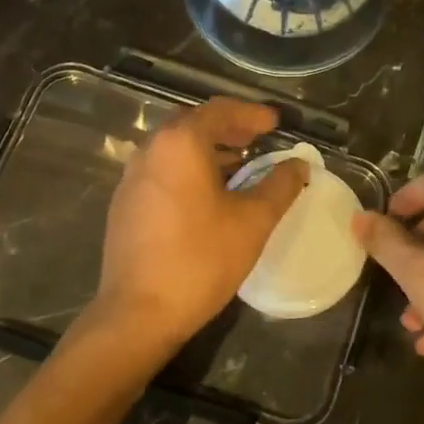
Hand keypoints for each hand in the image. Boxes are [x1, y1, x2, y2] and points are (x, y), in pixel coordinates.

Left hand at [88, 98, 308, 367]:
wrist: (138, 313)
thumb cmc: (201, 259)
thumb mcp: (253, 221)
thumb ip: (281, 185)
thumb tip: (299, 164)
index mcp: (180, 143)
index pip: (220, 111)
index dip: (252, 114)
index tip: (276, 122)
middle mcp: (151, 150)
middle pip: (193, 124)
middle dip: (229, 128)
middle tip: (258, 139)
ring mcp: (132, 177)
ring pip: (175, 148)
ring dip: (208, 149)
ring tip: (240, 165)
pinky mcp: (125, 203)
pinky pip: (162, 170)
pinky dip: (188, 168)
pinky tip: (208, 193)